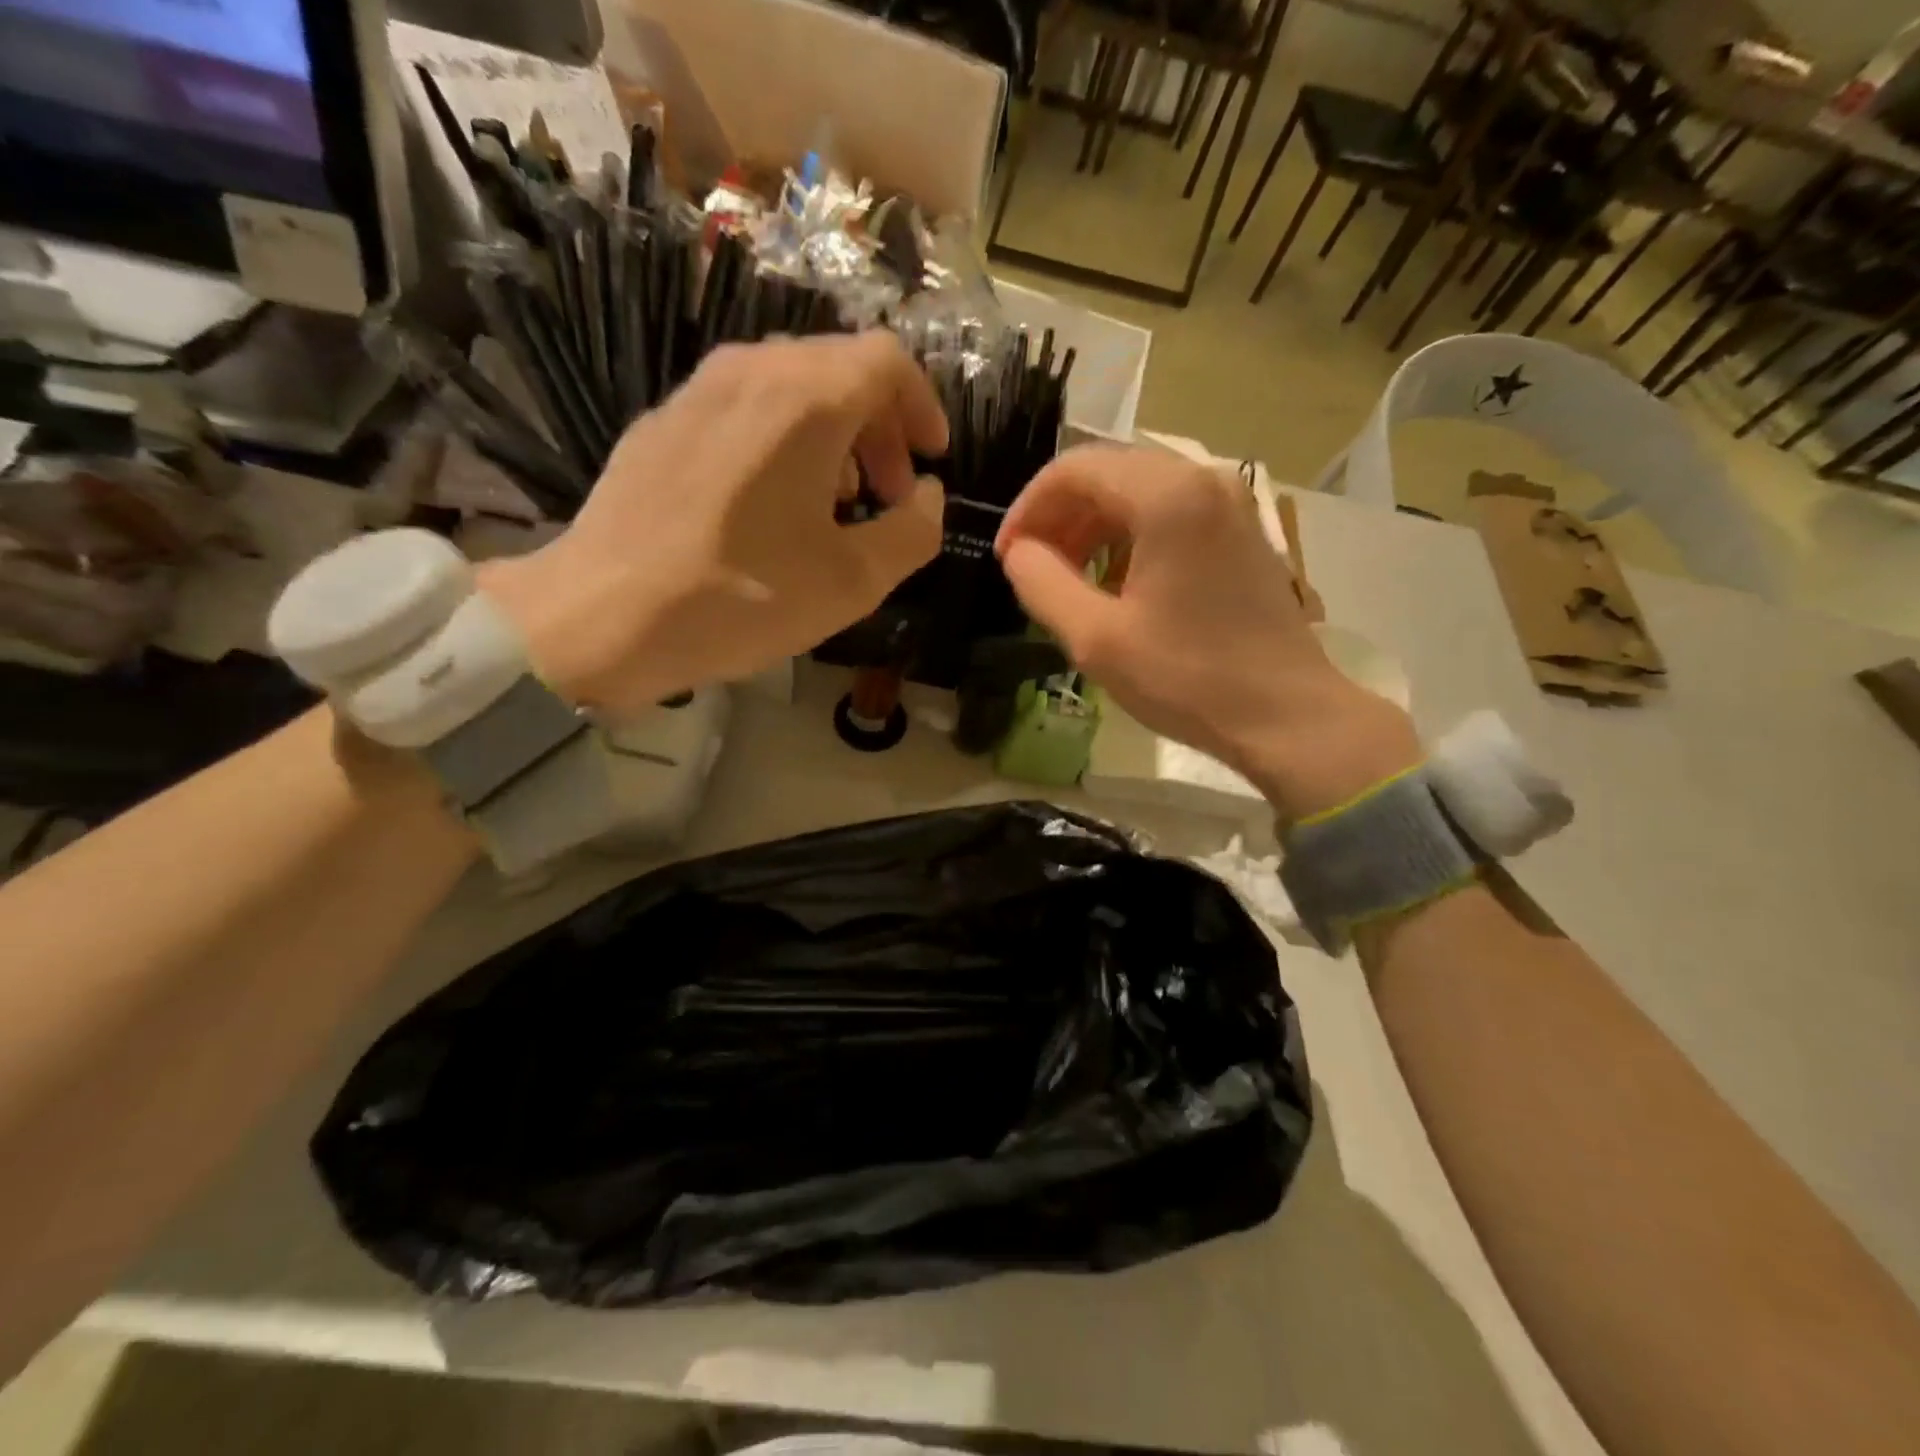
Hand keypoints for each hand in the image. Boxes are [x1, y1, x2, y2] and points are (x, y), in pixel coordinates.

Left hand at [483, 333, 947, 720]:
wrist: (604, 616)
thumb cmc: (742, 597)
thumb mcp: (854, 582)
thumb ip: (914, 532)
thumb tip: (927, 498)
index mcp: (805, 399)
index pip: (888, 361)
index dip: (924, 407)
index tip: (932, 461)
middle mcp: (750, 371)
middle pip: (839, 370)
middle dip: (881, 430)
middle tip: (888, 496)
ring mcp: (697, 391)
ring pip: (790, 388)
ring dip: (833, 438)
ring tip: (834, 507)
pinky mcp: (662, 423)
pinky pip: (743, 410)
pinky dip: (782, 442)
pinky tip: (772, 508)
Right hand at [995, 445, 1420, 820]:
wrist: (1286, 716)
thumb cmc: (1187, 678)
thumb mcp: (1095, 638)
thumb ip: (1041, 583)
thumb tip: (1019, 553)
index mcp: (1167, 496)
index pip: (1074, 469)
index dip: (1028, 509)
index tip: (1007, 556)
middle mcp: (1203, 480)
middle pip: (1108, 473)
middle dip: (1059, 516)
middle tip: (1033, 568)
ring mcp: (1230, 504)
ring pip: (1138, 492)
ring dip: (1092, 527)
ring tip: (1067, 578)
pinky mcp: (1242, 533)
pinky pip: (1170, 513)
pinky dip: (1129, 537)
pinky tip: (1115, 583)